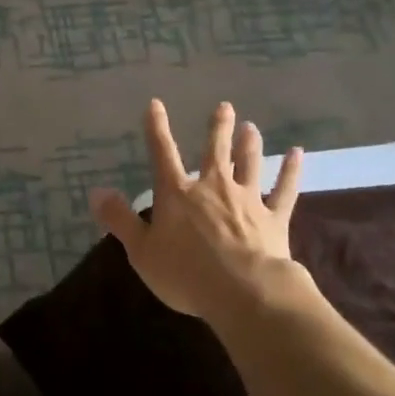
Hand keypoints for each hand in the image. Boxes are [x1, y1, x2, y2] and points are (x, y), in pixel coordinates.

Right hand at [91, 99, 305, 323]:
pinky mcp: (274, 217)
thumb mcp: (142, 251)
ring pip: (249, 163)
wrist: (244, 292)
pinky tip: (298, 154)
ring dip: (249, 144)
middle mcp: (213, 187)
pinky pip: (284, 189)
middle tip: (225, 107)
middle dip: (218, 128)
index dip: (157, 128)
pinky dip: (291, 171)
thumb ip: (120, 220)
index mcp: (177, 193)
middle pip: (215, 150)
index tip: (156, 104)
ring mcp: (247, 199)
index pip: (162, 153)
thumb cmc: (186, 273)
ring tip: (252, 127)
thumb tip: (96, 191)